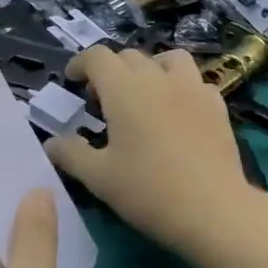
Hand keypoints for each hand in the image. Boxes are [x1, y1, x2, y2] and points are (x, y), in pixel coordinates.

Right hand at [45, 46, 265, 260]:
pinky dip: (181, 87)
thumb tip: (51, 142)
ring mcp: (192, 88)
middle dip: (110, 71)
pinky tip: (178, 111)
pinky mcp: (216, 105)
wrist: (214, 210)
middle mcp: (157, 77)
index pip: (97, 56)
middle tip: (102, 101)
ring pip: (168, 59)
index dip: (81, 63)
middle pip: (129, 56)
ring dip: (150, 68)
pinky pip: (195, 81)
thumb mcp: (98, 177)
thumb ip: (71, 154)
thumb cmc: (149, 191)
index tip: (73, 80)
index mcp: (124, 89)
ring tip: (145, 94)